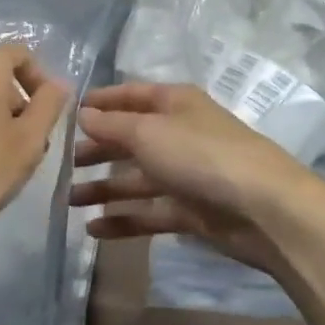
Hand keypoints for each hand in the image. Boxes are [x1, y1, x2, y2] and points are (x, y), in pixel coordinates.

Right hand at [69, 83, 319, 275]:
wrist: (263, 208)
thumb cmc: (201, 155)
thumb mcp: (148, 132)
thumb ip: (112, 125)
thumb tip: (83, 114)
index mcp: (175, 104)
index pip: (132, 95)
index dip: (102, 102)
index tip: (69, 112)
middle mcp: (180, 134)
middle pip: (131, 139)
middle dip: (98, 149)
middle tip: (62, 163)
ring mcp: (187, 174)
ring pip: (137, 179)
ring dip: (104, 188)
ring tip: (68, 200)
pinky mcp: (191, 210)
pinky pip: (149, 212)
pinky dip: (123, 220)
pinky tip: (93, 229)